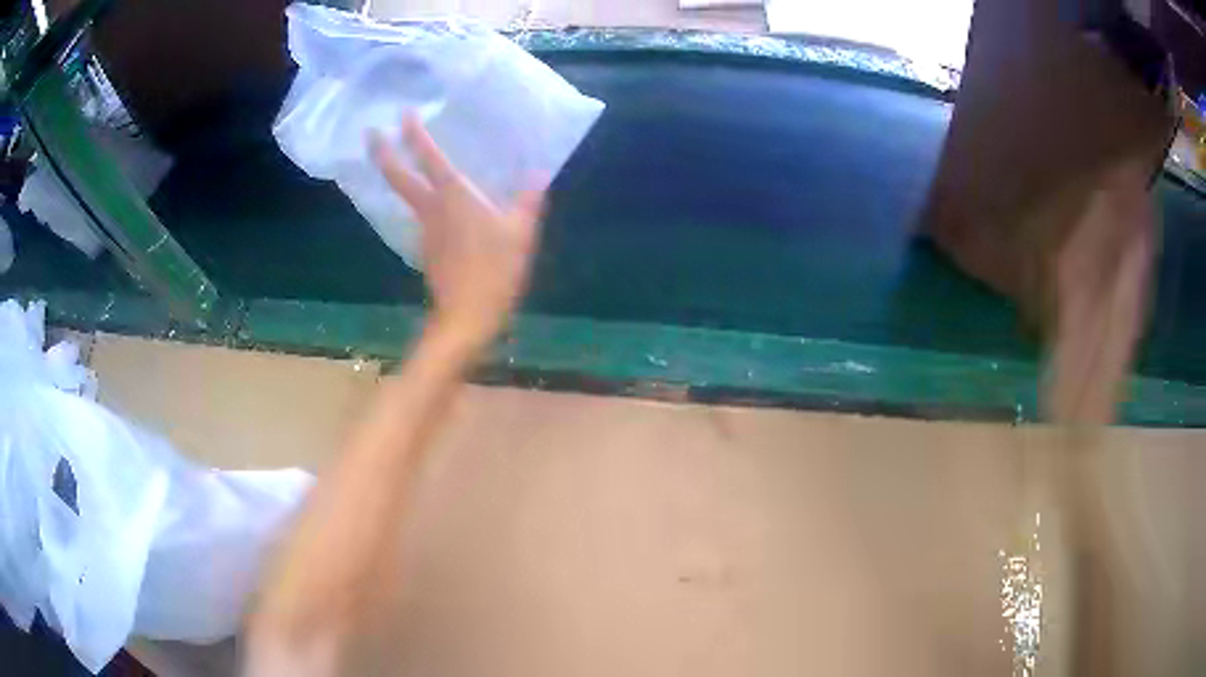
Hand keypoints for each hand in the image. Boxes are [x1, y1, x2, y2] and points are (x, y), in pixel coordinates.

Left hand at [370, 115, 544, 354]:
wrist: (468, 316)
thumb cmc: (495, 269)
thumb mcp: (521, 232)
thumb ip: (528, 200)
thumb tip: (539, 173)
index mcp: (453, 195)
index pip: (428, 157)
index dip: (414, 133)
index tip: (403, 112)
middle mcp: (432, 208)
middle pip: (398, 177)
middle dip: (382, 153)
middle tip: (369, 132)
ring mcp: (425, 229)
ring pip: (406, 196)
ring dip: (398, 175)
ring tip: (402, 160)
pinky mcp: (427, 248)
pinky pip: (422, 215)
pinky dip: (422, 202)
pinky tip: (436, 203)